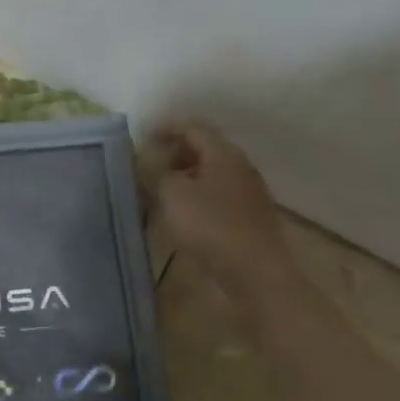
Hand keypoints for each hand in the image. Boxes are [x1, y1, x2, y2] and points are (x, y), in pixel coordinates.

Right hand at [145, 121, 295, 300]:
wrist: (256, 273)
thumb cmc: (211, 226)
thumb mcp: (172, 195)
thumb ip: (156, 173)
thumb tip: (147, 162)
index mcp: (223, 153)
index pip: (192, 127)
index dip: (165, 129)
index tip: (143, 140)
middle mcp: (240, 166)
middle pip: (204, 149)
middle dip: (174, 155)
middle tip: (149, 168)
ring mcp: (248, 192)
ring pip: (211, 175)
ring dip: (185, 179)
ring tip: (161, 194)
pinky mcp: (250, 218)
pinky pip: (219, 197)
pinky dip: (198, 199)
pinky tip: (183, 217)